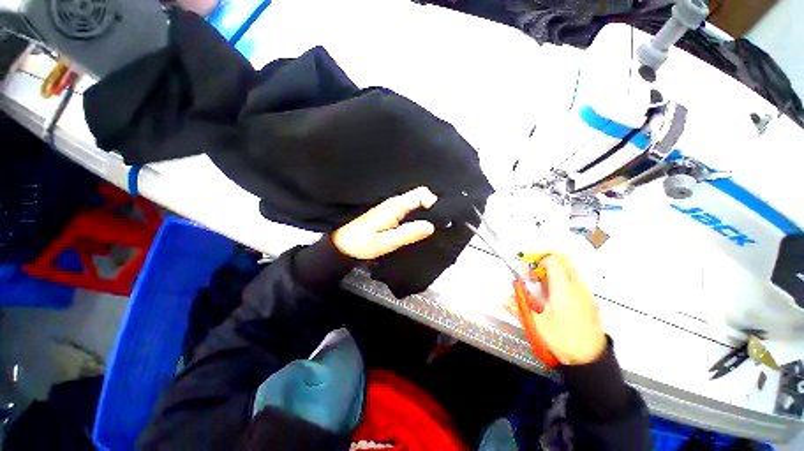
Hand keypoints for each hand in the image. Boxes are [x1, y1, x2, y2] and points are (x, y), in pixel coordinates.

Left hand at [333, 187, 437, 259]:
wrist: (342, 245)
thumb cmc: (362, 244)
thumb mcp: (386, 242)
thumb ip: (408, 233)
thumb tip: (431, 226)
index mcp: (395, 206)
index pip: (421, 194)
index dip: (434, 202)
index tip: (441, 218)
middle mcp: (395, 203)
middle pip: (420, 198)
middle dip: (432, 209)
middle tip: (440, 225)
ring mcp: (392, 208)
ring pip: (415, 205)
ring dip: (425, 215)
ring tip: (433, 229)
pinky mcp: (390, 215)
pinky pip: (409, 212)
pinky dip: (417, 219)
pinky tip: (419, 230)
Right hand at [510, 255, 605, 365]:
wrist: (590, 359)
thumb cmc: (565, 340)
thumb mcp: (537, 324)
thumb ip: (520, 308)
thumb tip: (504, 299)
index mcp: (564, 290)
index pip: (554, 260)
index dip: (538, 260)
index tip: (529, 269)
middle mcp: (577, 288)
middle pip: (563, 260)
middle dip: (546, 263)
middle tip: (534, 275)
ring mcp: (585, 294)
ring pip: (569, 271)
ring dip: (553, 273)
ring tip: (540, 288)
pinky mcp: (588, 301)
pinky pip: (574, 282)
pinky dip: (561, 282)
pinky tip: (552, 298)